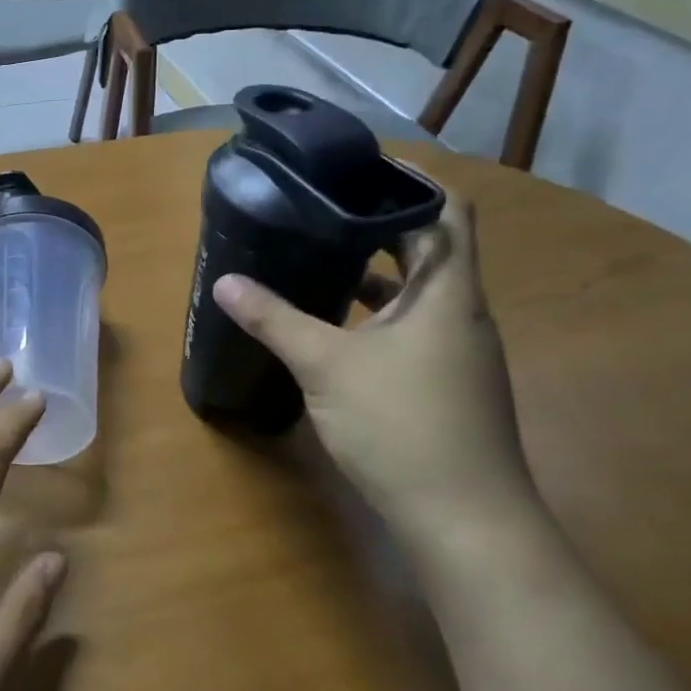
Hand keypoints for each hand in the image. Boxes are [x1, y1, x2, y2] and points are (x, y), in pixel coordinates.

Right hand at [212, 195, 533, 538]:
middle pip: (430, 248)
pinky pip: (413, 328)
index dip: (412, 182)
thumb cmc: (402, 426)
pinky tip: (336, 328)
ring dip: (377, 273)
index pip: (447, 211)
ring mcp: (459, 353)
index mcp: (448, 293)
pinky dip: (378, 315)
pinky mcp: (448, 384)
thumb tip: (225, 282)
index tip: (361, 167)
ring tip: (320, 257)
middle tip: (323, 207)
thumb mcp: (326, 366)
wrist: (466, 522)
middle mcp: (462, 313)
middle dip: (380, 224)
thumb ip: (275, 319)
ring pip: (419, 293)